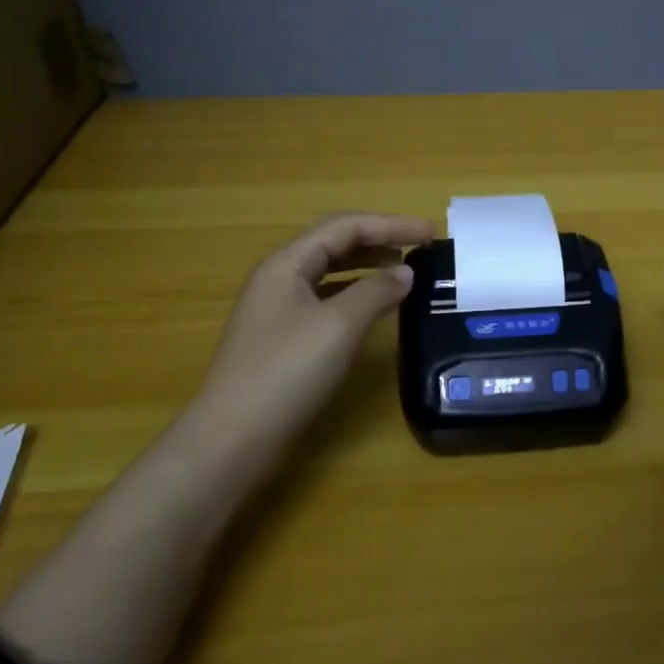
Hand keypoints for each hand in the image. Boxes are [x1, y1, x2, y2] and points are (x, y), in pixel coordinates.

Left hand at [199, 212, 433, 440]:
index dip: (391, 224)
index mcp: (287, 263)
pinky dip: (356, 293)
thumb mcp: (338, 326)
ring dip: (369, 265)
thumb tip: (405, 272)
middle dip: (380, 239)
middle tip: (421, 247)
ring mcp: (278, 308)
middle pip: (336, 242)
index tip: (430, 232)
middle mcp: (280, 277)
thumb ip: (376, 291)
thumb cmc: (286, 373)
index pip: (346, 226)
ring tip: (404, 271)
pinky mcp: (282, 336)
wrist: (232, 439)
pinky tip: (375, 306)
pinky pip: (326, 298)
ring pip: (331, 271)